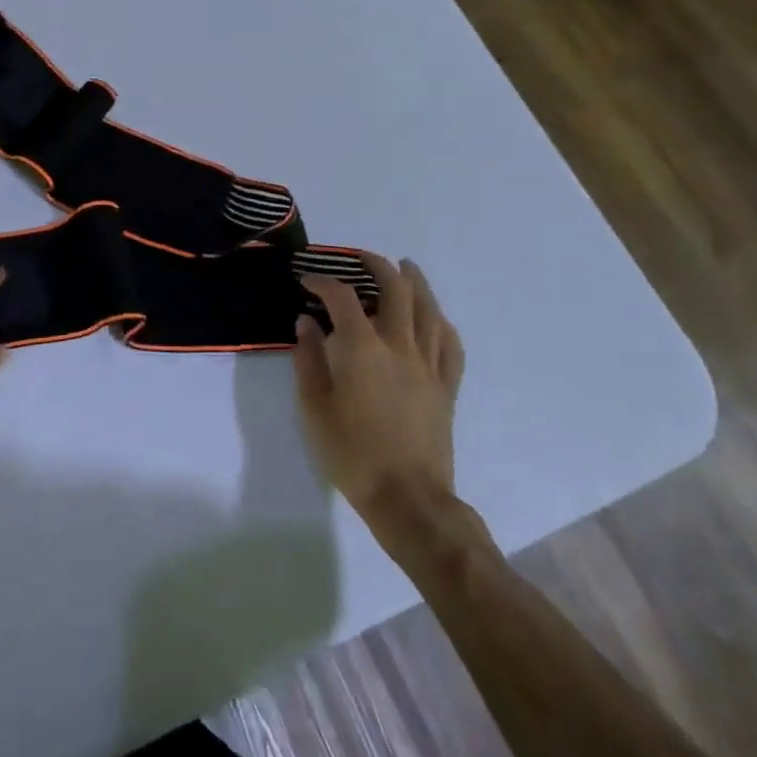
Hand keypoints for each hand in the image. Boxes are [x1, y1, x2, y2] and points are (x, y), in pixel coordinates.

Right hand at [293, 255, 464, 517]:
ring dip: (416, 282)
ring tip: (405, 268)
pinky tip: (434, 317)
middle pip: (395, 289)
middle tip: (359, 257)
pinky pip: (450, 344)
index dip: (322, 281)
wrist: (408, 498)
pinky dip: (440, 322)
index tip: (306, 279)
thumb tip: (306, 322)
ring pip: (429, 309)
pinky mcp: (446, 386)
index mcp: (362, 349)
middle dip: (376, 265)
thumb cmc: (352, 454)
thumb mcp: (314, 408)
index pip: (341, 297)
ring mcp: (428, 365)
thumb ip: (308, 359)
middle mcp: (399, 346)